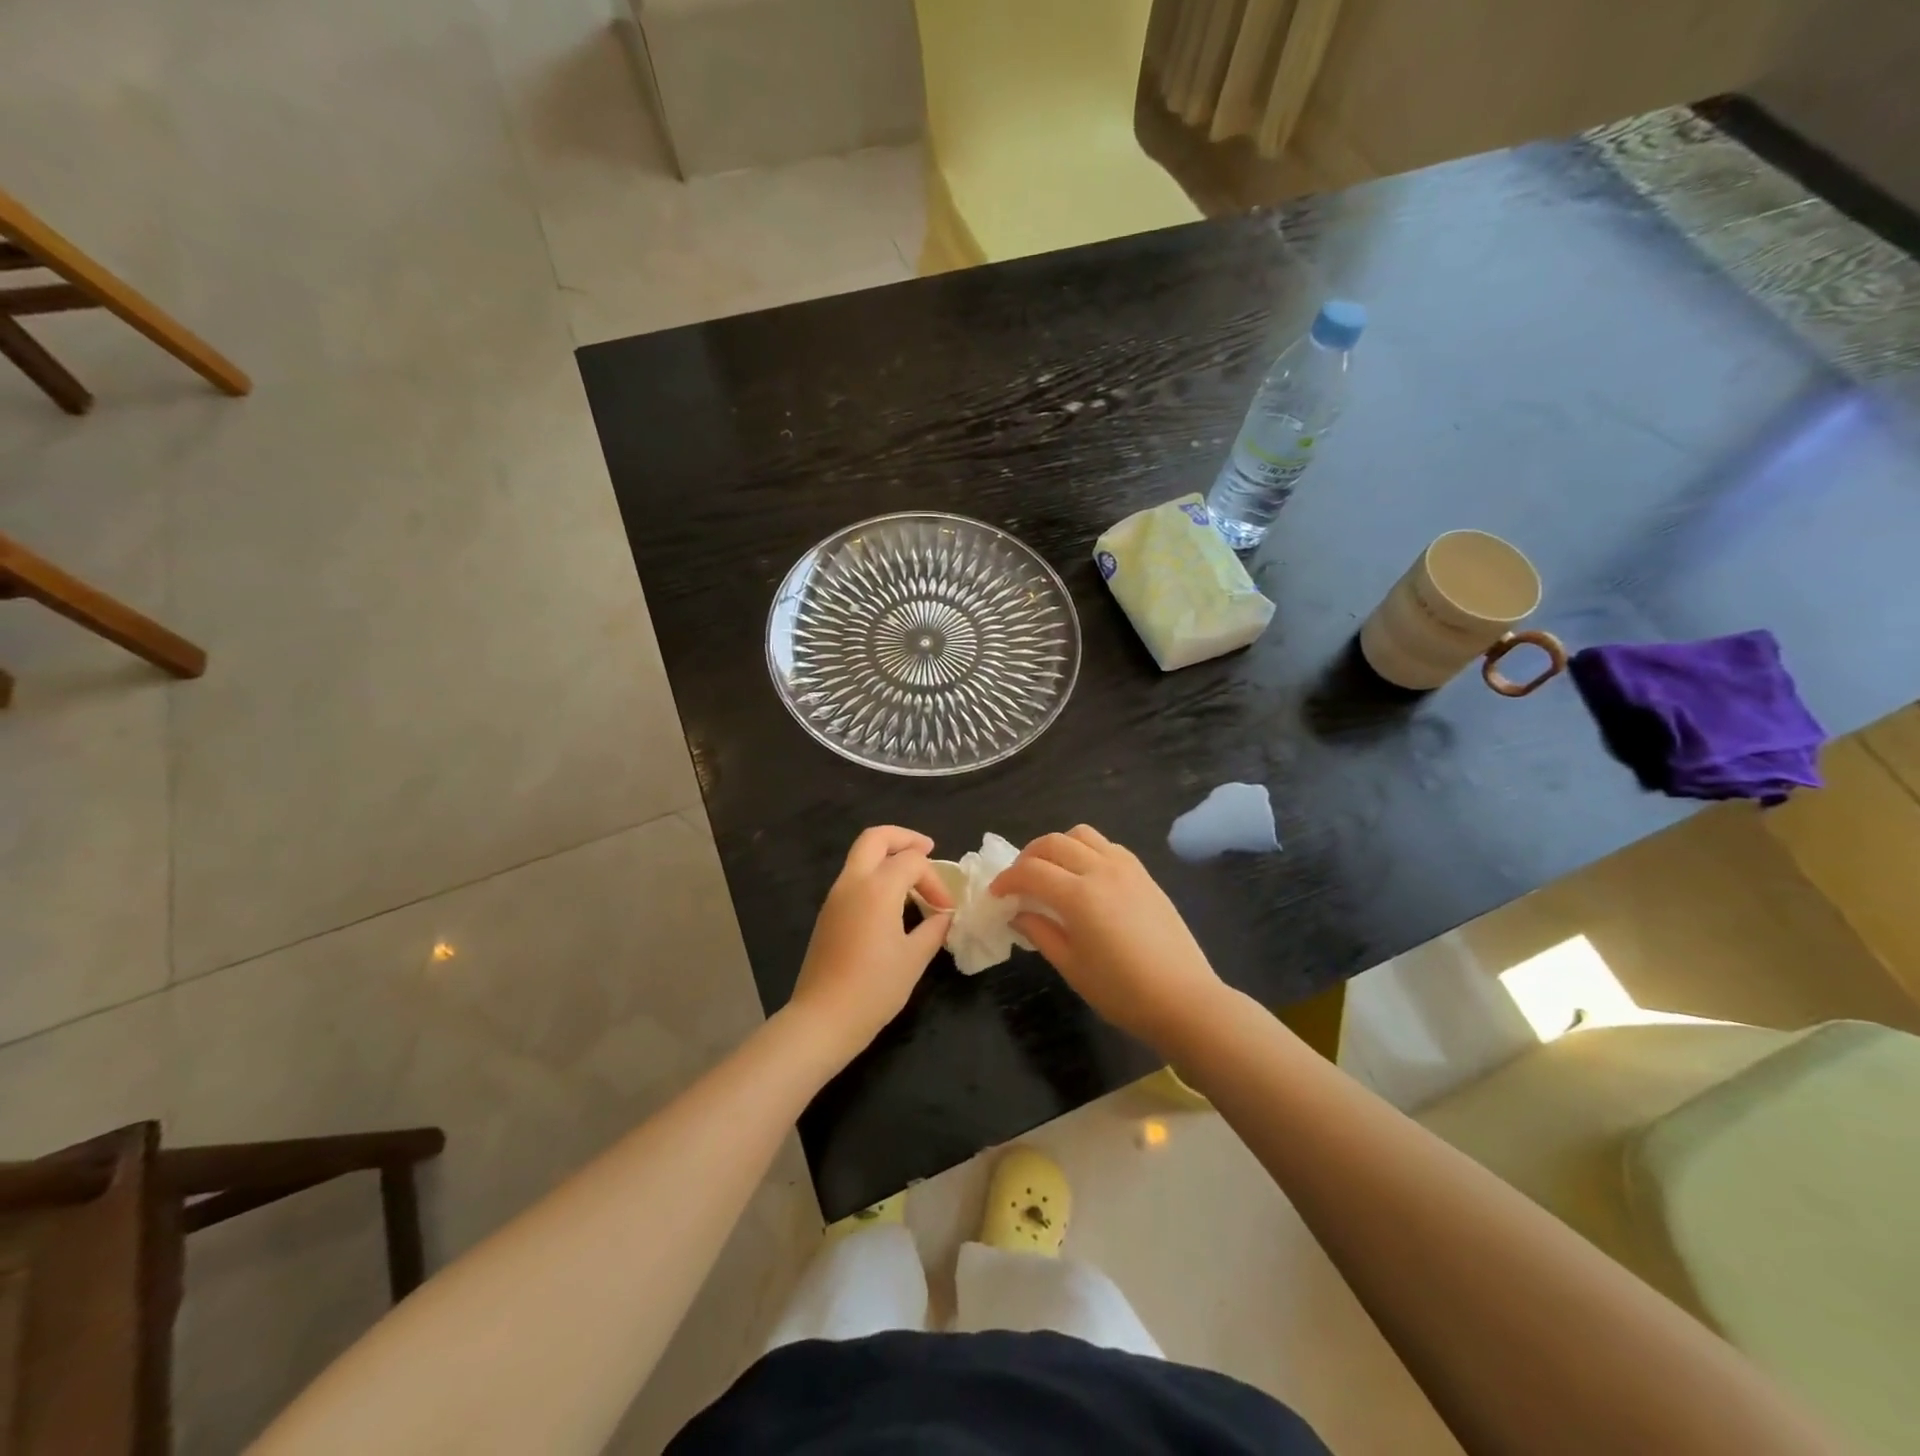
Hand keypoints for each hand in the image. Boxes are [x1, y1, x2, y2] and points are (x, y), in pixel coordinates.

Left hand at [787, 826, 953, 1060]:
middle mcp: (852, 882)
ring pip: (861, 856)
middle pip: (876, 838)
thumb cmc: (874, 988)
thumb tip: (944, 916)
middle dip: (904, 838)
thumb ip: (933, 929)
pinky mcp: (828, 913)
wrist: (823, 1019)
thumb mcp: (914, 958)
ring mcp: (835, 897)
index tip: (946, 910)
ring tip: (914, 881)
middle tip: (928, 850)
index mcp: (877, 888)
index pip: (913, 862)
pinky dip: (876, 876)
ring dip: (888, 858)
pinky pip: (854, 878)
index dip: (935, 880)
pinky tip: (893, 903)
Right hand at [992, 825, 1226, 1049]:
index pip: (1030, 872)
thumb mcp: (1071, 966)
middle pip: (1053, 843)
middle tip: (1019, 882)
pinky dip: (1086, 851)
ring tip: (1051, 872)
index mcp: (1079, 895)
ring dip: (1058, 847)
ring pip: (1081, 835)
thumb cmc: (1122, 992)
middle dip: (1027, 857)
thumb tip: (1017, 912)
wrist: (1184, 1000)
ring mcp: (1126, 868)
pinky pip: (1107, 846)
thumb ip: (1040, 932)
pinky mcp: (1144, 874)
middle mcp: (1101, 870)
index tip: (996, 895)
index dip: (1007, 880)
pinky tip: (1084, 877)